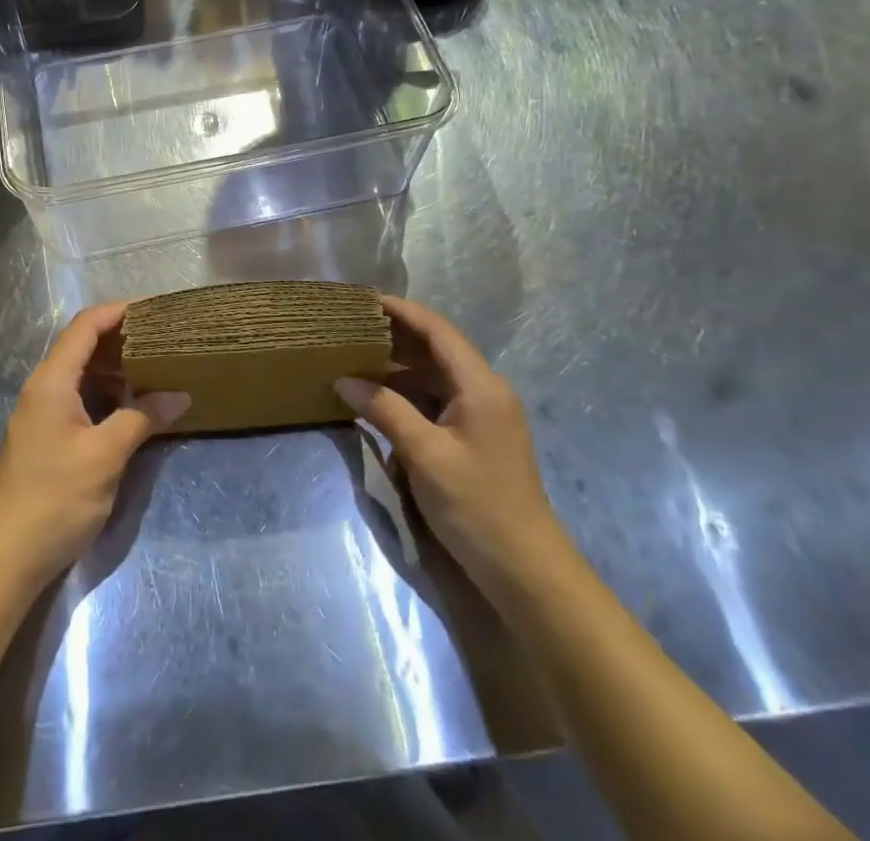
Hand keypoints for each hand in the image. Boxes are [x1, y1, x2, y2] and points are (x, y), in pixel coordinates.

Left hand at [0, 301, 189, 585]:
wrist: (4, 559)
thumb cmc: (54, 499)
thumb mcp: (106, 456)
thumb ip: (142, 418)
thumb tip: (180, 395)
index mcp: (52, 380)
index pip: (86, 325)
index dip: (120, 310)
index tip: (157, 308)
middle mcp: (43, 388)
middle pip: (82, 345)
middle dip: (122, 337)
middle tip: (163, 338)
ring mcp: (42, 413)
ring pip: (81, 373)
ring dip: (115, 367)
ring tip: (155, 366)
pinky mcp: (46, 437)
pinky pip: (79, 398)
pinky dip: (106, 393)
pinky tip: (131, 404)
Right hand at [335, 295, 566, 590]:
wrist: (526, 571)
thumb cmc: (476, 506)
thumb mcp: (424, 455)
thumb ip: (384, 410)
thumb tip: (344, 380)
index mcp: (480, 385)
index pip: (437, 330)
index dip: (401, 310)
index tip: (364, 298)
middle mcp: (485, 390)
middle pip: (437, 347)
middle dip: (396, 333)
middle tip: (352, 325)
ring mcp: (482, 414)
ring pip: (435, 373)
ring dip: (399, 362)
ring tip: (357, 352)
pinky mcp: (475, 436)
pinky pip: (437, 398)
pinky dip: (407, 390)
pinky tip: (379, 393)